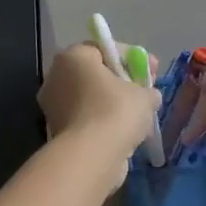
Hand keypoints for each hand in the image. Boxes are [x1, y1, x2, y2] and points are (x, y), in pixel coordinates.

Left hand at [39, 44, 160, 174]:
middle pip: (96, 74)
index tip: (152, 70)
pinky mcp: (56, 131)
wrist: (91, 156)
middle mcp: (56, 77)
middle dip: (122, 82)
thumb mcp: (144, 95)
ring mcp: (53, 106)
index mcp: (73, 57)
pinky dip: (103, 124)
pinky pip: (87, 120)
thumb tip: (149, 95)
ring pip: (90, 99)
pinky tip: (124, 133)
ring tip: (138, 117)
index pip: (105, 48)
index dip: (132, 58)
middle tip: (145, 92)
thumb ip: (148, 89)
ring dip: (112, 105)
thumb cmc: (116, 111)